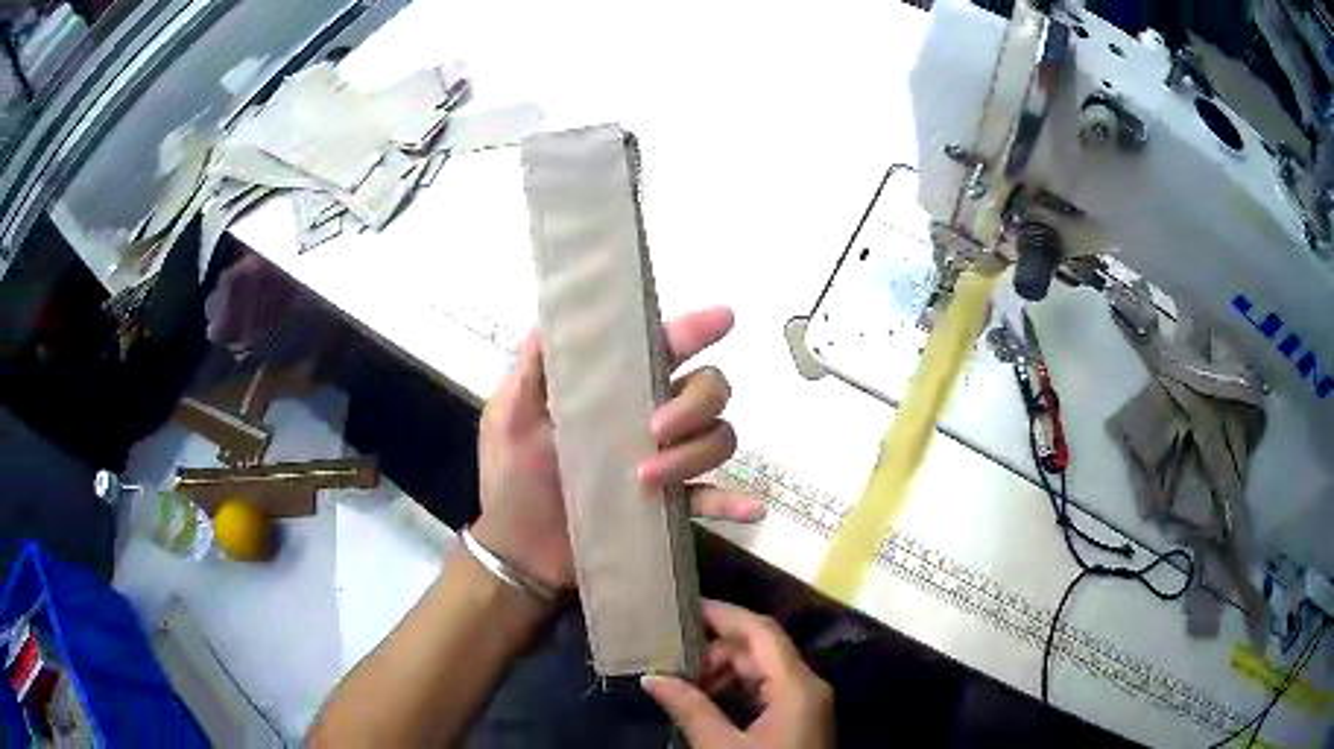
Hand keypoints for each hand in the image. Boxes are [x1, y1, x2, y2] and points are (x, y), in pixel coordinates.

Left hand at [471, 306, 765, 590]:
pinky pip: (712, 497)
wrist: (521, 550)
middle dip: (694, 403)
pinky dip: (734, 501)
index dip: (695, 329)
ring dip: (693, 454)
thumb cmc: (513, 478)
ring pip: (718, 437)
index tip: (722, 319)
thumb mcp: (511, 415)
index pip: (664, 349)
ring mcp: (666, 461)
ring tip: (644, 478)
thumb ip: (534, 367)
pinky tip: (751, 508)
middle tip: (656, 429)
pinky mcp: (669, 504)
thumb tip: (559, 311)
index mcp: (615, 391)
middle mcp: (650, 418)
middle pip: (708, 390)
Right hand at [641, 599, 834, 748]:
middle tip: (674, 663)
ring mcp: (805, 702)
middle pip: (761, 651)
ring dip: (724, 673)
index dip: (725, 615)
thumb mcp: (722, 746)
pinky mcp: (799, 718)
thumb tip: (651, 677)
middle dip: (716, 652)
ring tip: (685, 686)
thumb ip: (690, 708)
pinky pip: (767, 691)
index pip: (761, 632)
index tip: (684, 608)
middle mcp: (807, 686)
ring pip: (762, 671)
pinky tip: (707, 702)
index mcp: (797, 686)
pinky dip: (736, 691)